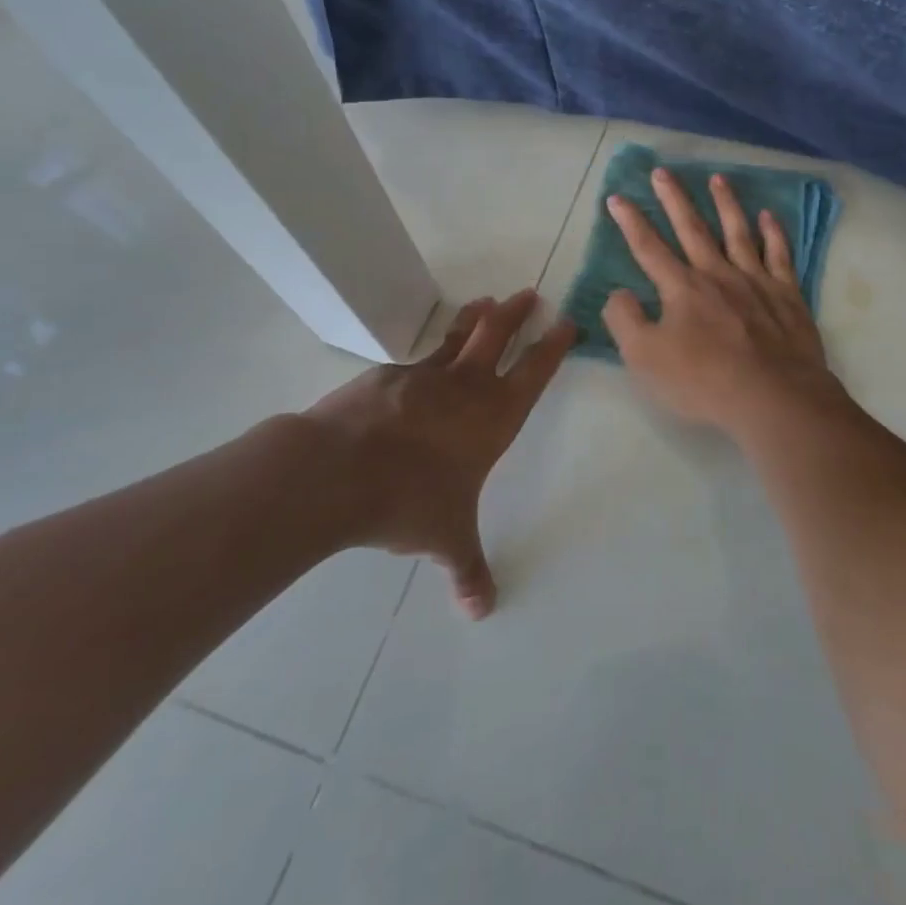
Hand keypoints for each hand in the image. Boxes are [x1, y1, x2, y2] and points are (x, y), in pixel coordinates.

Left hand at [285, 290, 575, 618]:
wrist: (339, 471)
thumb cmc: (410, 501)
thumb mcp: (447, 538)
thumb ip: (467, 570)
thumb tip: (482, 611)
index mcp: (494, 417)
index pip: (534, 372)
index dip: (552, 347)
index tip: (566, 323)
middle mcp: (465, 388)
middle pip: (498, 337)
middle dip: (517, 314)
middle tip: (529, 293)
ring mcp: (424, 377)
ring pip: (457, 338)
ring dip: (474, 318)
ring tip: (485, 301)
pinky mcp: (386, 377)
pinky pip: (413, 364)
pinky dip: (423, 358)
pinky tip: (416, 369)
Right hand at [601, 168, 842, 439]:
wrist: (774, 397)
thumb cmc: (704, 382)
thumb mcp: (645, 359)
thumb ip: (625, 321)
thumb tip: (619, 292)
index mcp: (682, 288)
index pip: (648, 248)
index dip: (630, 222)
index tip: (617, 197)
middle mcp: (717, 274)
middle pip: (691, 228)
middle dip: (674, 199)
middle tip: (662, 171)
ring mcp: (755, 280)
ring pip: (737, 232)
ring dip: (726, 204)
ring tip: (717, 179)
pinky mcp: (786, 294)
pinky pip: (779, 255)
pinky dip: (774, 233)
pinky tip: (769, 216)